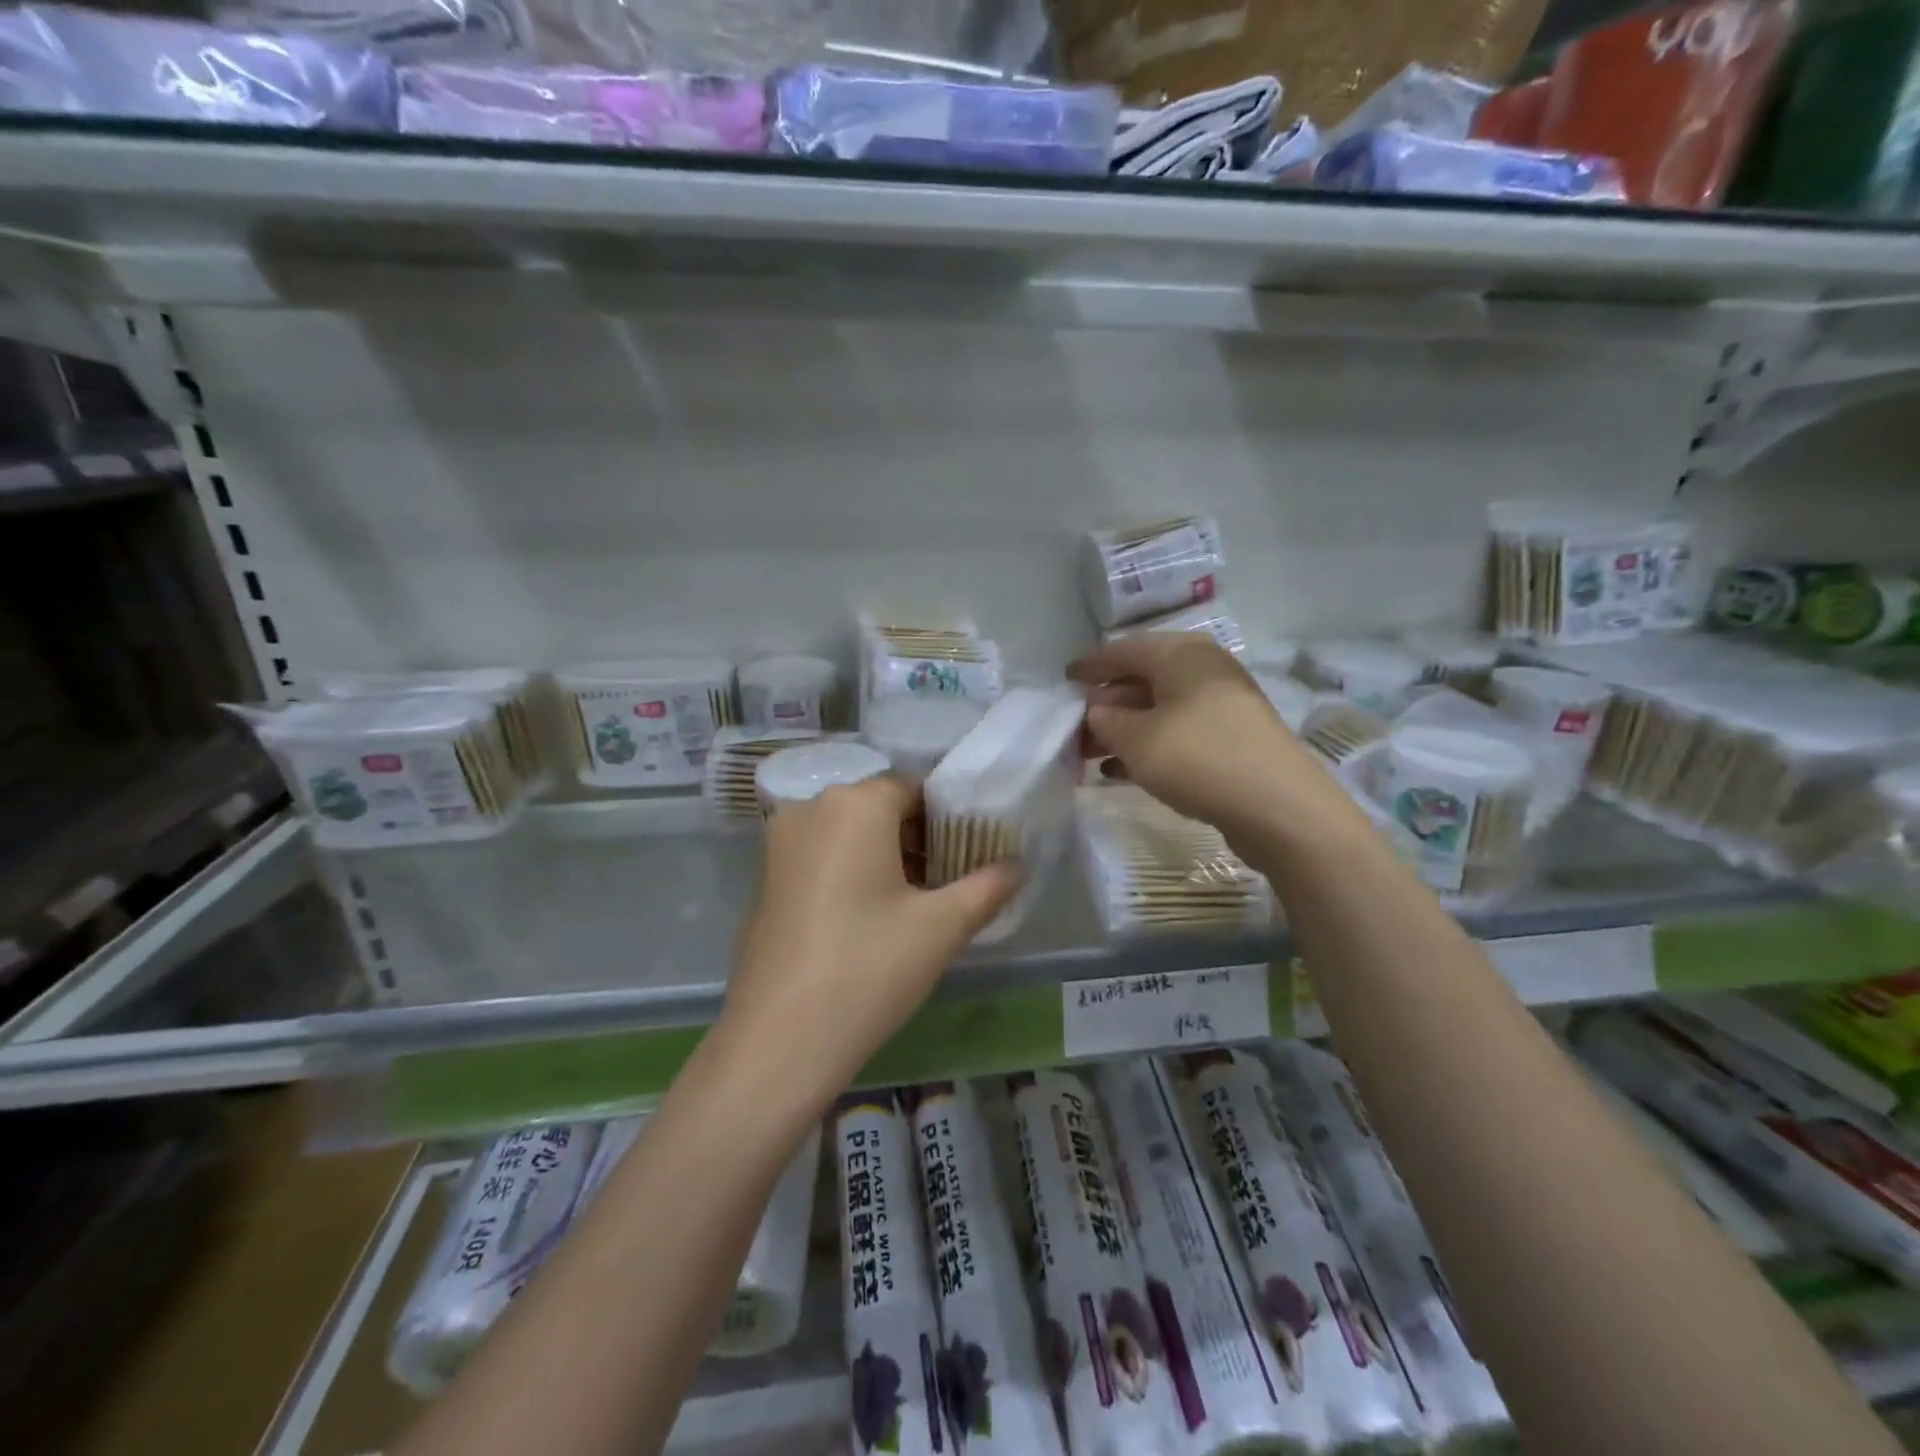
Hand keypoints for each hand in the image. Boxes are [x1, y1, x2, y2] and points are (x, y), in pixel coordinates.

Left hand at [719, 776, 1019, 1108]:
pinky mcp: (765, 877)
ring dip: (885, 856)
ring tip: (916, 905)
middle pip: (880, 808)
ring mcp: (780, 842)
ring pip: (849, 832)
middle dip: (919, 839)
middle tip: (949, 884)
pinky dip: (851, 871)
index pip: (915, 789)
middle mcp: (811, 807)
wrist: (778, 1040)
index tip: (971, 856)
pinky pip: (821, 855)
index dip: (949, 819)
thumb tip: (1019, 864)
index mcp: (855, 803)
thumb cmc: (868, 969)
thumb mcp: (942, 927)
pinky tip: (870, 919)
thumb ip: (988, 886)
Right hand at [1067, 633, 1361, 850]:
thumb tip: (1097, 712)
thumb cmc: (1198, 757)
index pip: (1123, 650)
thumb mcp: (1136, 739)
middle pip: (1142, 679)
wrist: (1278, 806)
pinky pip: (1177, 732)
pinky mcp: (1231, 737)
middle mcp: (1203, 669)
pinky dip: (1147, 745)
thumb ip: (1105, 720)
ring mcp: (1221, 704)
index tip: (1064, 679)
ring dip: (1123, 729)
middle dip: (1105, 703)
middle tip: (1074, 726)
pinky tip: (1121, 770)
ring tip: (1089, 753)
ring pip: (1158, 709)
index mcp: (1181, 654)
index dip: (1090, 665)